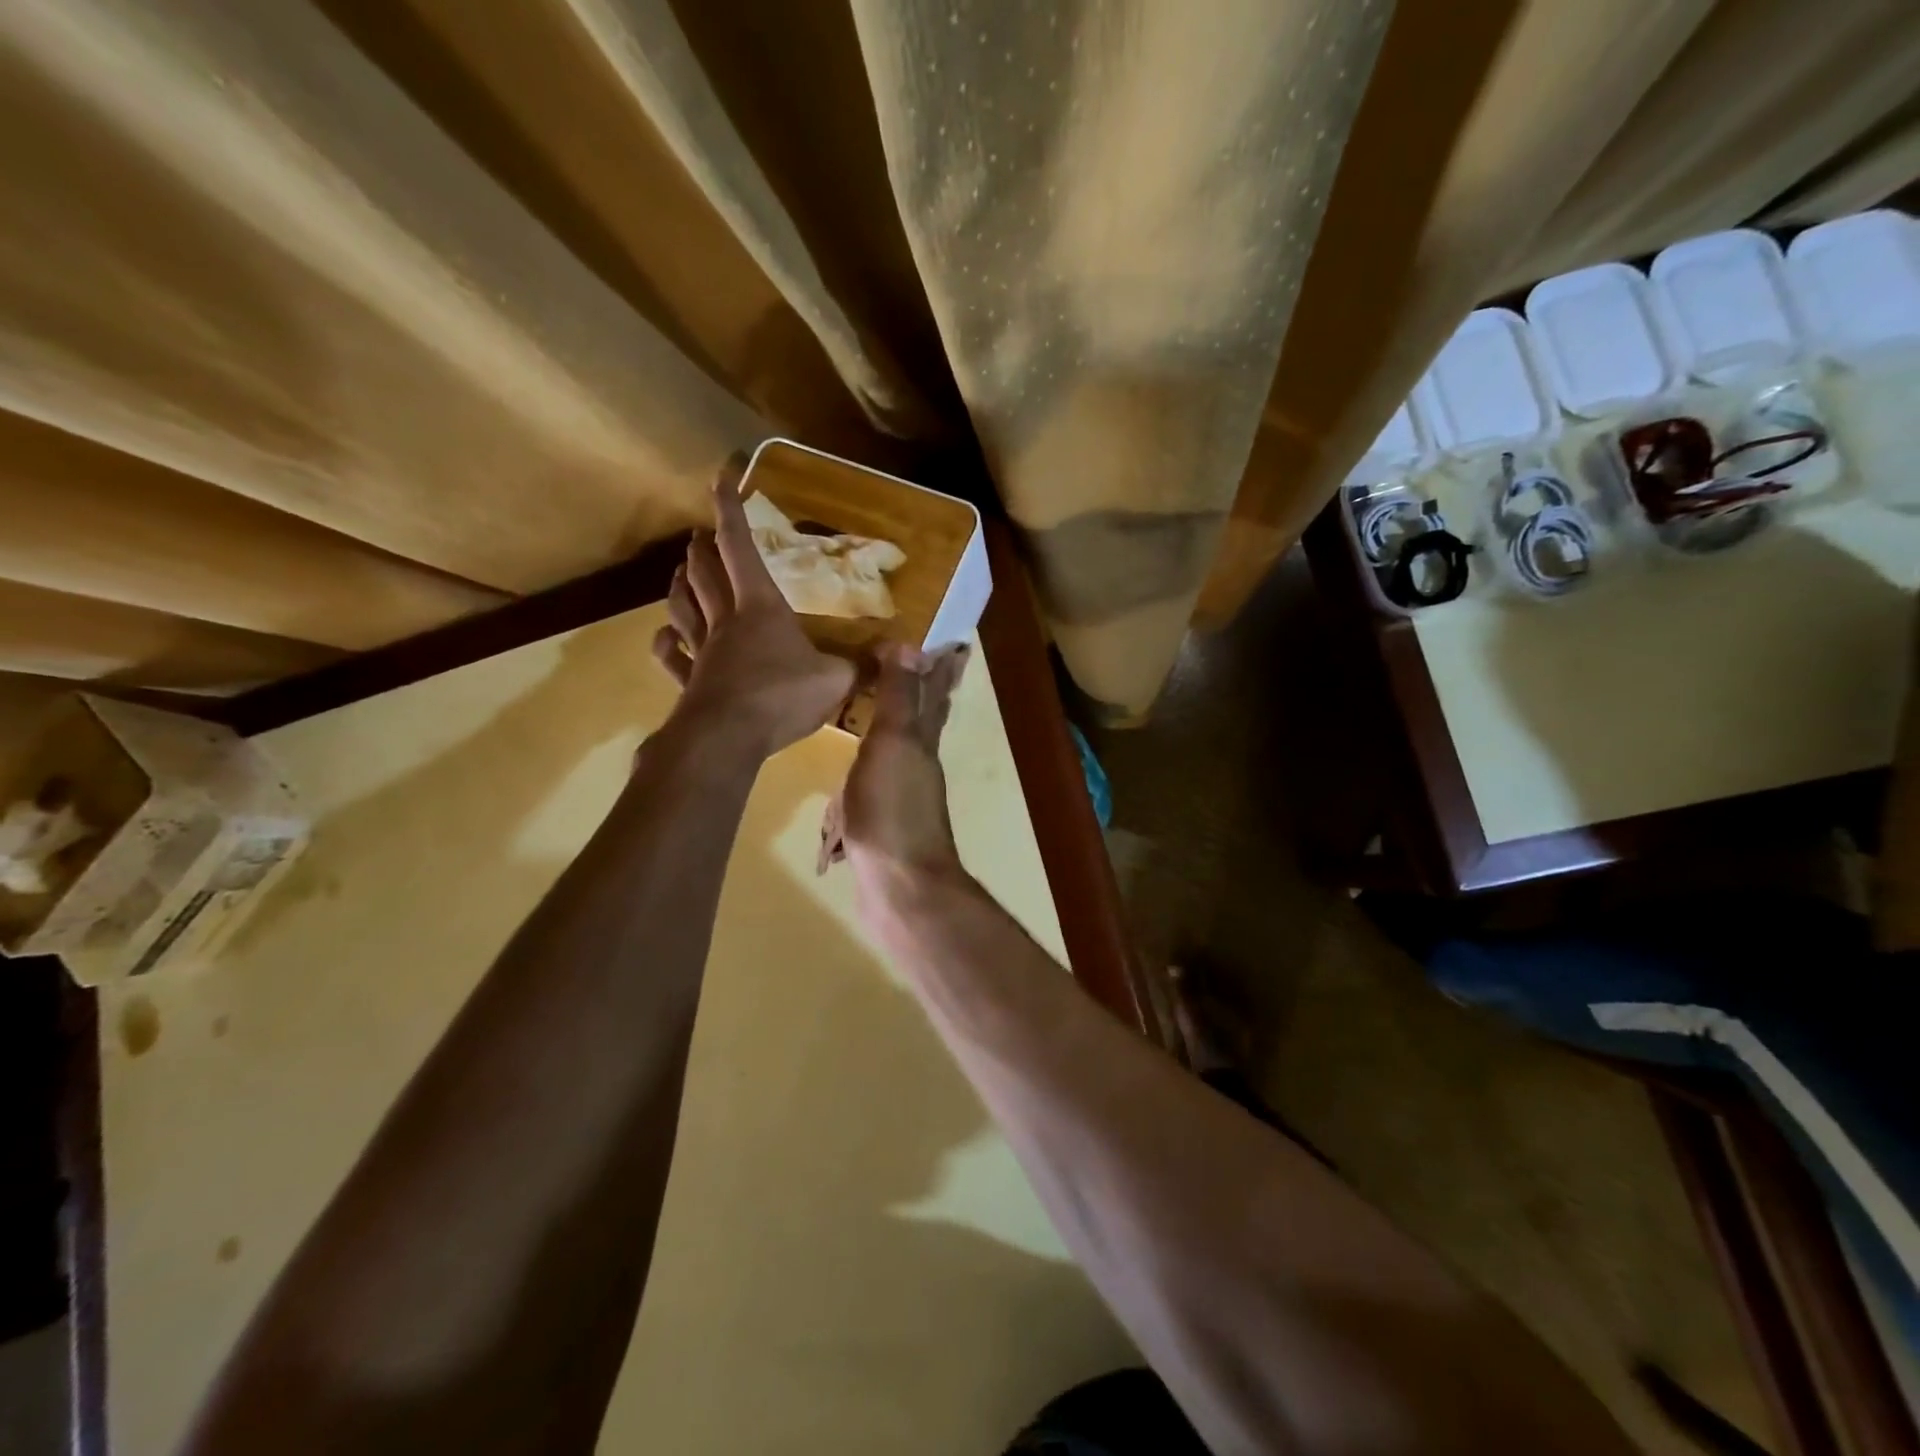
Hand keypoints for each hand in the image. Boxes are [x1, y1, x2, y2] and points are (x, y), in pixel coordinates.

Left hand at [652, 468, 856, 756]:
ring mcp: (702, 651)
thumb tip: (895, 655)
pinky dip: (666, 642)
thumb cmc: (783, 697)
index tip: (719, 476)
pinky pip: (672, 656)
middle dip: (702, 547)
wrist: (728, 738)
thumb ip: (862, 666)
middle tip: (700, 533)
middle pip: (706, 573)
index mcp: (761, 607)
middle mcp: (726, 621)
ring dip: (680, 584)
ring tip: (680, 571)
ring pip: (683, 607)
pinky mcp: (689, 682)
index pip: (741, 547)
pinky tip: (665, 636)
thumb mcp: (836, 680)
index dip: (730, 510)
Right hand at [818, 642, 970, 891]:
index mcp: (921, 742)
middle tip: (914, 668)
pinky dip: (861, 777)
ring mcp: (901, 798)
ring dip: (890, 733)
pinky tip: (848, 781)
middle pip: (923, 721)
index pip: (933, 693)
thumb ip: (901, 698)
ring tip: (872, 714)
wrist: (899, 887)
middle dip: (921, 694)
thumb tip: (912, 645)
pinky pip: (870, 790)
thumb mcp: (893, 745)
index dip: (940, 667)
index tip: (951, 641)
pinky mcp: (881, 825)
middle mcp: (917, 765)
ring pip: (897, 754)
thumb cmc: (893, 811)